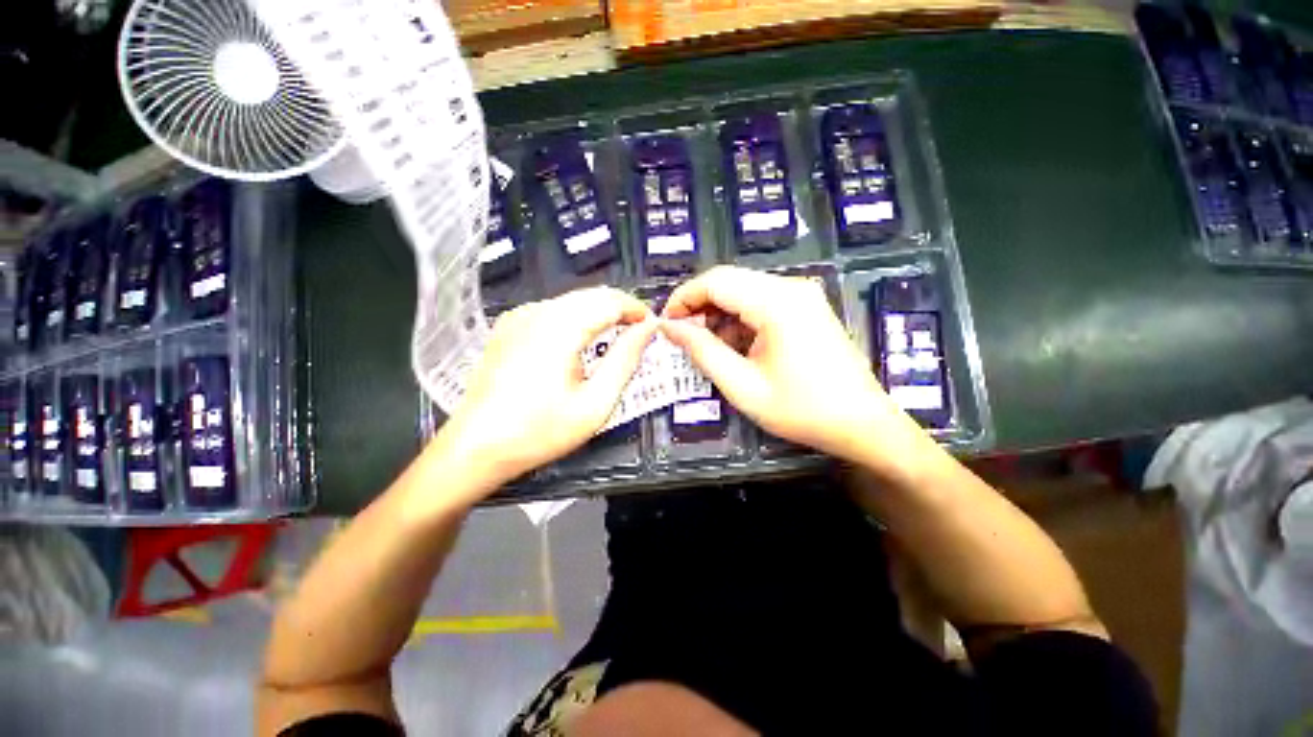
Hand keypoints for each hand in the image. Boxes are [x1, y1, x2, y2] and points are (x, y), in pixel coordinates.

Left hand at [436, 287, 657, 490]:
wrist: (476, 447)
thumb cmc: (540, 431)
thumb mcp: (595, 402)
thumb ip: (626, 360)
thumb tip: (647, 329)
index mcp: (560, 327)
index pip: (611, 300)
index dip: (637, 309)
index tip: (652, 327)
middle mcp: (537, 311)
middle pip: (592, 295)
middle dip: (620, 309)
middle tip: (638, 334)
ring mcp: (519, 317)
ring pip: (572, 301)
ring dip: (599, 313)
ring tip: (615, 338)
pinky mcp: (509, 327)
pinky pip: (552, 310)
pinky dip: (576, 319)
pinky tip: (580, 343)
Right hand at [661, 266, 922, 464]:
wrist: (862, 424)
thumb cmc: (801, 410)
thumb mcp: (742, 386)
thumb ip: (702, 351)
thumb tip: (670, 327)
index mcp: (777, 302)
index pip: (715, 281)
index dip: (683, 298)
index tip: (666, 324)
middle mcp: (791, 287)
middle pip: (729, 281)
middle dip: (699, 306)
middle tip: (682, 338)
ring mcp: (802, 295)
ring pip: (744, 290)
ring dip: (719, 314)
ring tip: (706, 346)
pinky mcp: (806, 307)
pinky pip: (761, 302)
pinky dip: (740, 320)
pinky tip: (734, 346)